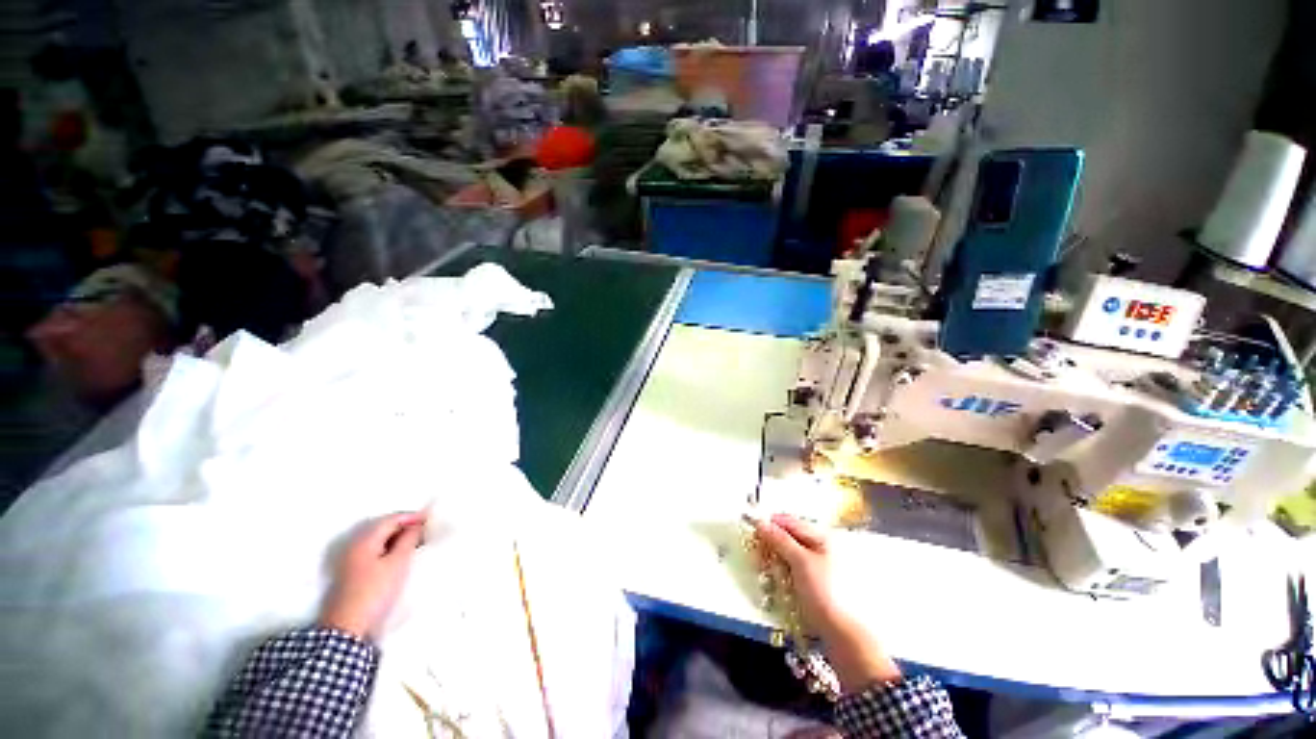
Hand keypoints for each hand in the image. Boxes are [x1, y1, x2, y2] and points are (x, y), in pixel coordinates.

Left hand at [319, 511, 426, 638]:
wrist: (348, 627)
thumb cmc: (375, 592)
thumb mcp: (398, 563)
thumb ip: (409, 540)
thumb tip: (417, 525)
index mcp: (365, 540)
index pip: (391, 519)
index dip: (412, 517)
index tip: (431, 518)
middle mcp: (355, 546)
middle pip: (383, 528)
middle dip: (405, 527)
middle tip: (426, 530)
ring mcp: (352, 561)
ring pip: (379, 541)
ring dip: (398, 539)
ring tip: (417, 543)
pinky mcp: (353, 575)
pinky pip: (375, 553)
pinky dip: (390, 550)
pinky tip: (401, 557)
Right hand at [754, 513, 901, 690]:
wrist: (846, 636)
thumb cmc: (825, 593)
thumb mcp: (800, 562)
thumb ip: (780, 539)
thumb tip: (761, 522)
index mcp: (822, 536)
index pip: (790, 521)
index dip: (770, 523)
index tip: (752, 531)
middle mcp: (823, 548)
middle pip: (791, 537)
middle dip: (772, 543)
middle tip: (757, 553)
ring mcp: (821, 567)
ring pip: (791, 555)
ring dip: (776, 560)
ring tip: (765, 570)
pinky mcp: (818, 585)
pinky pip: (795, 571)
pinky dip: (784, 573)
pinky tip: (777, 582)